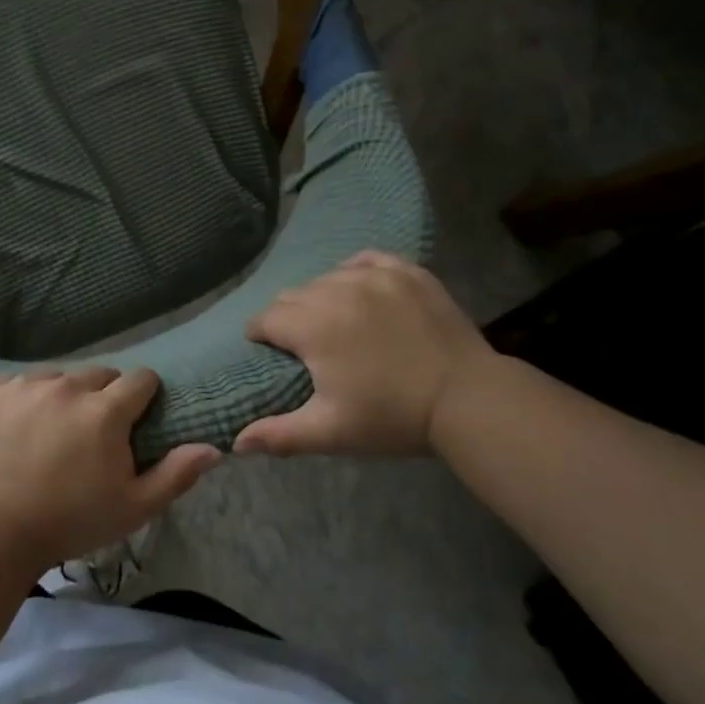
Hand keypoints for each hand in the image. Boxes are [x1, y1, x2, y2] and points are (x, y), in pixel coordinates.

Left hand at [0, 368, 220, 570]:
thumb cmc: (68, 522)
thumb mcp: (132, 508)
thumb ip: (175, 474)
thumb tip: (214, 448)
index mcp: (105, 410)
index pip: (140, 379)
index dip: (143, 397)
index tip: (135, 419)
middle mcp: (66, 386)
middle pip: (98, 374)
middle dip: (103, 396)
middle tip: (93, 431)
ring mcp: (24, 385)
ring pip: (57, 376)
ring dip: (62, 396)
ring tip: (51, 431)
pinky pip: (16, 384)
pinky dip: (22, 400)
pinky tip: (15, 431)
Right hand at [235, 252, 492, 457]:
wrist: (468, 399)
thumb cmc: (392, 417)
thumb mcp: (331, 432)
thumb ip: (279, 435)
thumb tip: (236, 442)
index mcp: (311, 325)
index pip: (266, 319)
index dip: (261, 337)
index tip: (271, 354)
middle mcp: (336, 290)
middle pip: (293, 295)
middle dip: (289, 318)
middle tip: (306, 346)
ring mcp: (374, 276)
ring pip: (327, 278)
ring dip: (321, 298)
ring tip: (336, 323)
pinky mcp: (406, 272)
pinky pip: (366, 260)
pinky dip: (355, 273)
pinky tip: (361, 291)